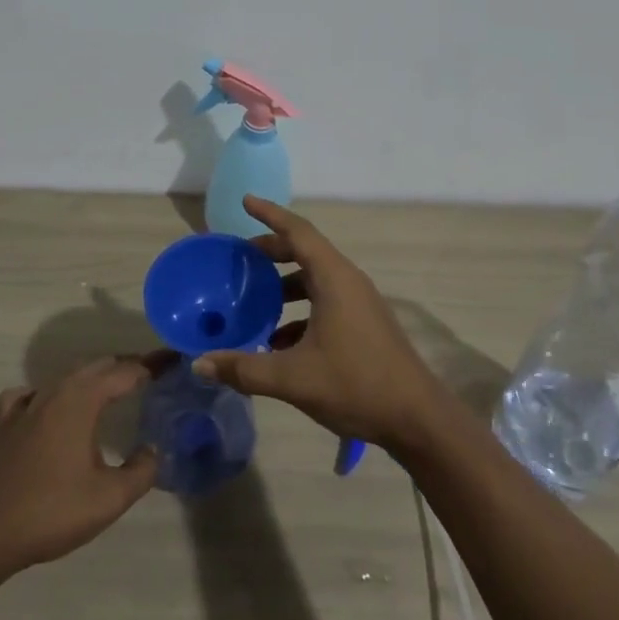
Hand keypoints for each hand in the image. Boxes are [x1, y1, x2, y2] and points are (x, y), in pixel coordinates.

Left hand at [0, 358, 159, 578]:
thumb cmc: (51, 511)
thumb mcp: (109, 499)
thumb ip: (141, 471)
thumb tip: (153, 450)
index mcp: (83, 399)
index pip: (126, 371)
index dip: (153, 365)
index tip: (175, 361)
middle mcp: (56, 391)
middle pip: (98, 365)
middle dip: (127, 366)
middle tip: (153, 375)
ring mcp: (28, 405)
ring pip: (68, 376)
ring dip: (95, 375)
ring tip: (115, 386)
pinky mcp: (8, 425)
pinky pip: (32, 393)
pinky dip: (51, 391)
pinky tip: (52, 405)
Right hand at [192, 196, 445, 451]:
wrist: (418, 418)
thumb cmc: (356, 385)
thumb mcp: (294, 378)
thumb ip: (245, 368)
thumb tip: (200, 363)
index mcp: (334, 279)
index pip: (298, 231)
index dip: (270, 214)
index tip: (246, 200)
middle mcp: (348, 281)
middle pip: (305, 252)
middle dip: (272, 251)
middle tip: (240, 258)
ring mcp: (359, 303)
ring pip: (315, 280)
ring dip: (285, 285)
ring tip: (254, 300)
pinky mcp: (363, 324)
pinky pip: (325, 302)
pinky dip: (300, 310)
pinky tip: (278, 341)